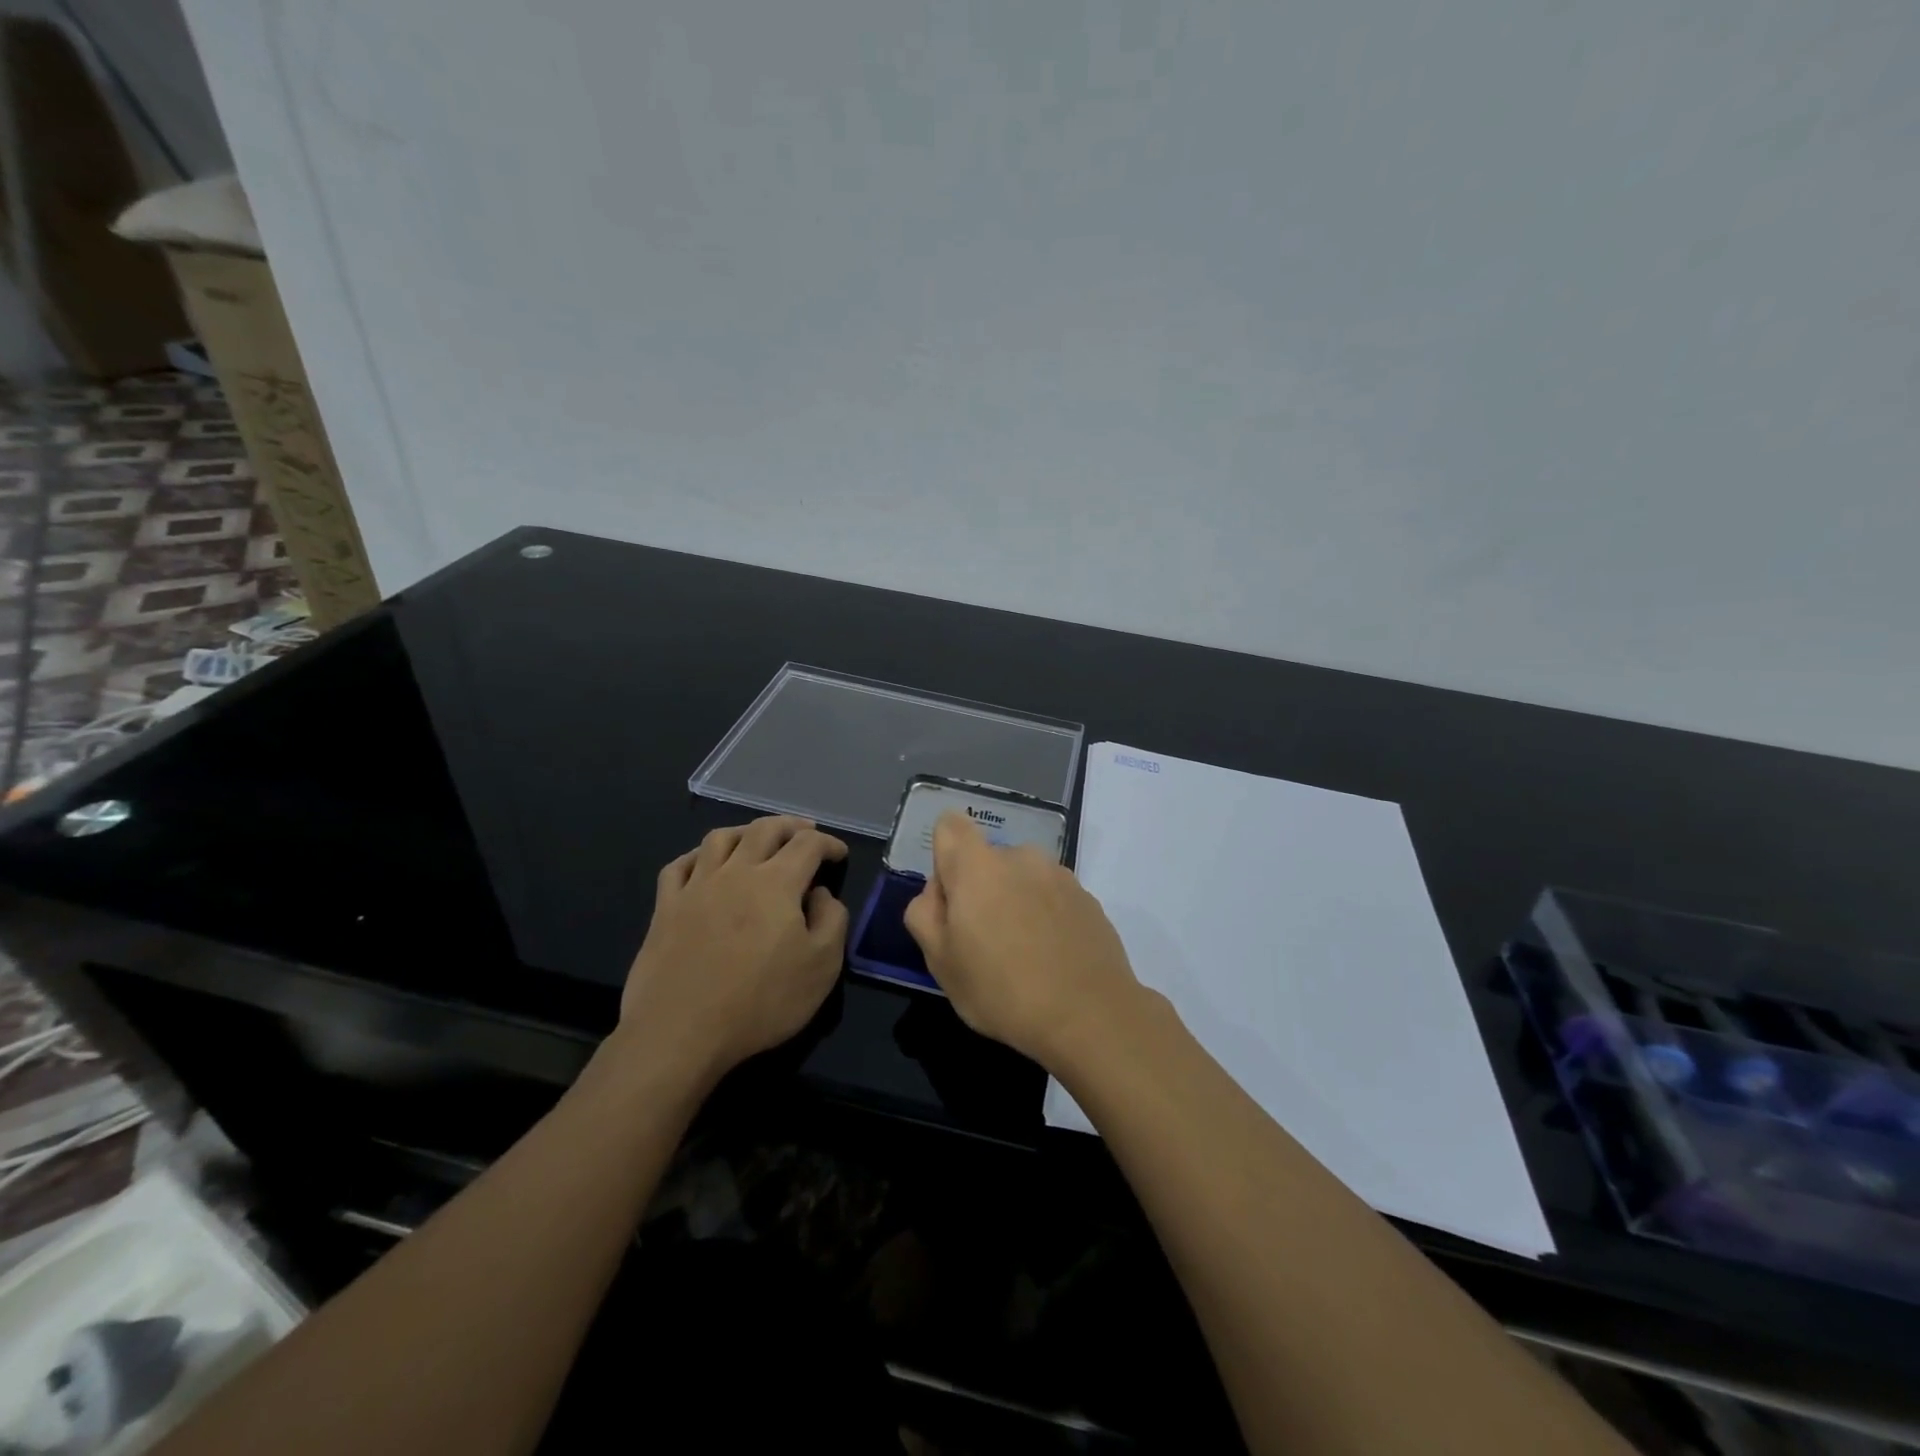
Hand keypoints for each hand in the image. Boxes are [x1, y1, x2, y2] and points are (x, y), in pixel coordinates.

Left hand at [616, 816, 848, 1079]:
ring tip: (757, 838)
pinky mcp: (665, 908)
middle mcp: (736, 872)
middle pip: (764, 829)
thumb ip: (832, 920)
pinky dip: (698, 856)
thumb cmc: (760, 1001)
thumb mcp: (822, 967)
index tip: (839, 854)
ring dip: (745, 831)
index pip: (808, 844)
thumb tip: (821, 894)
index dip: (829, 843)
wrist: (680, 1032)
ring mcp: (696, 887)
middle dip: (790, 825)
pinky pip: (679, 866)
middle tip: (805, 831)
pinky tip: (705, 864)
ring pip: (720, 838)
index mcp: (777, 882)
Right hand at [904, 811, 1141, 1064]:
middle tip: (983, 944)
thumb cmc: (1002, 991)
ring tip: (1023, 955)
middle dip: (980, 890)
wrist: (1091, 1015)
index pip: (950, 826)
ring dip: (1014, 903)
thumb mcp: (940, 962)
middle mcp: (1020, 857)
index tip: (952, 900)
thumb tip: (938, 891)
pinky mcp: (1087, 897)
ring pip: (1021, 879)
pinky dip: (1045, 917)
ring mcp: (1059, 875)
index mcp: (977, 867)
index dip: (945, 857)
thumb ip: (924, 914)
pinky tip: (1051, 958)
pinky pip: (1052, 897)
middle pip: (987, 859)